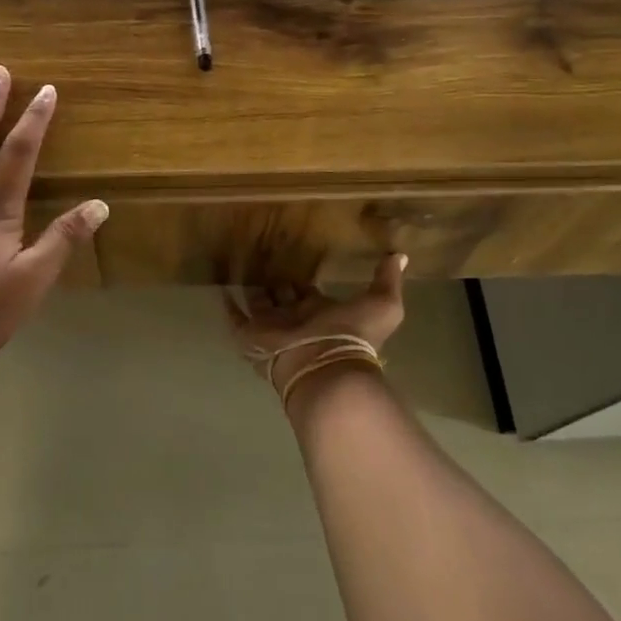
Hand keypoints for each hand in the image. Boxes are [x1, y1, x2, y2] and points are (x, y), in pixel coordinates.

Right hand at [224, 255, 407, 404]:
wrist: (324, 367)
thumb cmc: (352, 335)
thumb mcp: (382, 304)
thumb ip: (387, 280)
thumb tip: (400, 255)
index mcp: (321, 311)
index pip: (309, 291)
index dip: (304, 278)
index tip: (296, 255)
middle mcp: (295, 318)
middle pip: (282, 296)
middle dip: (276, 280)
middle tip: (264, 254)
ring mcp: (271, 328)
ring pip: (259, 304)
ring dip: (252, 287)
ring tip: (240, 263)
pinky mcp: (250, 336)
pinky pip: (235, 319)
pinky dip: (228, 306)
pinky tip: (221, 289)